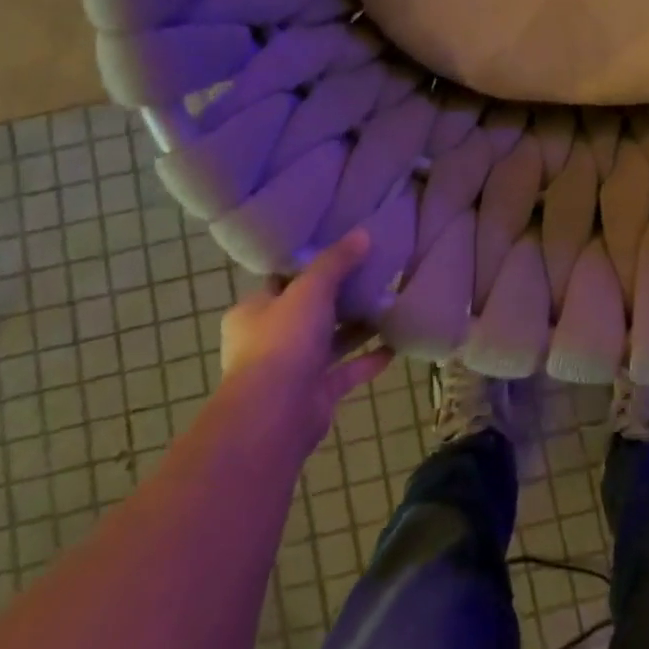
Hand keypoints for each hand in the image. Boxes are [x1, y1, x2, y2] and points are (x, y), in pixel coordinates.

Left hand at [218, 229, 395, 453]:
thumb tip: (363, 234)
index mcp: (254, 312)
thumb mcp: (311, 288)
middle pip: (309, 311)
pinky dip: (368, 360)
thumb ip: (336, 261)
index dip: (309, 266)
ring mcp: (292, 370)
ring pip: (329, 342)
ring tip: (389, 305)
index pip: (282, 281)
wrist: (276, 414)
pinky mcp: (315, 395)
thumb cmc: (284, 340)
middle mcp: (269, 340)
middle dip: (340, 297)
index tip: (341, 251)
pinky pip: (346, 372)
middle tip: (373, 276)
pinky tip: (395, 346)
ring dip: (356, 327)